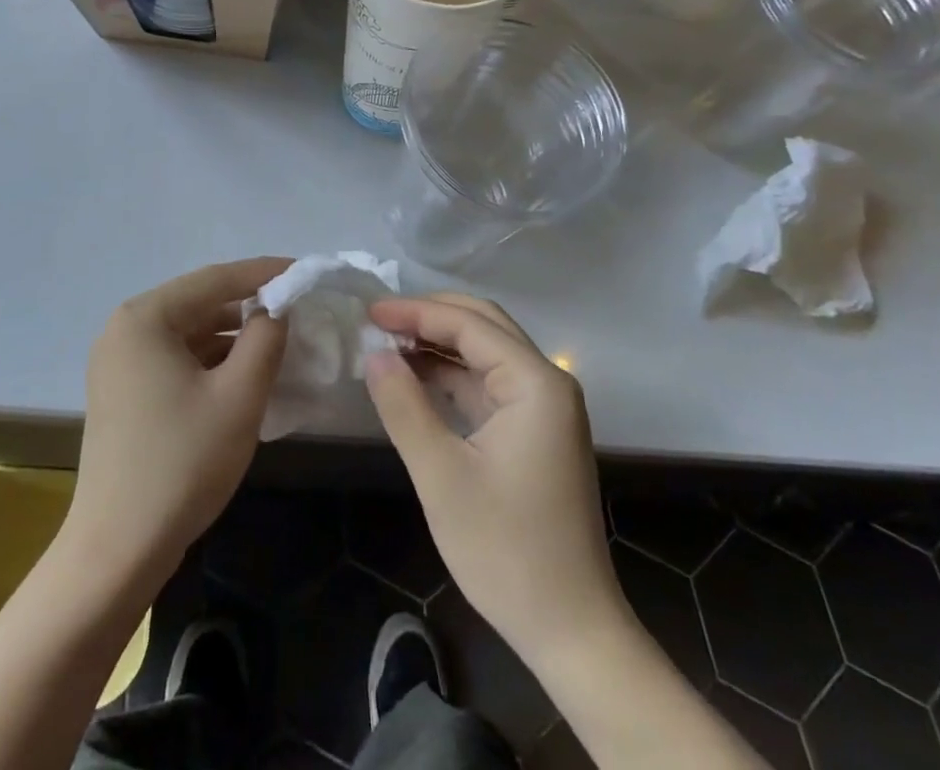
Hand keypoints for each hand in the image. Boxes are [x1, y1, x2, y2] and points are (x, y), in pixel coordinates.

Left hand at [67, 259, 290, 581]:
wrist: (117, 551)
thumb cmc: (182, 464)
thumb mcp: (239, 396)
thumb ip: (265, 338)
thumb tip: (276, 308)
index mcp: (145, 317)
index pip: (215, 279)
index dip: (264, 273)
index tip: (304, 271)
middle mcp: (125, 328)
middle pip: (199, 302)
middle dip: (249, 305)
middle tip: (296, 308)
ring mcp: (119, 361)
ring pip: (188, 332)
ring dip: (231, 335)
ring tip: (278, 340)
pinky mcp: (123, 391)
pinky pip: (175, 358)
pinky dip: (210, 360)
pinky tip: (243, 372)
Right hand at [364, 294, 625, 670]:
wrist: (570, 629)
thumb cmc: (506, 550)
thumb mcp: (441, 475)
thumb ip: (404, 405)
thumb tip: (374, 354)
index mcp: (536, 383)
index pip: (470, 324)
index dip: (416, 311)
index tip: (369, 310)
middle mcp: (547, 383)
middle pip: (484, 326)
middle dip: (430, 317)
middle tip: (378, 320)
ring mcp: (544, 408)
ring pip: (486, 353)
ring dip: (439, 344)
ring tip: (388, 345)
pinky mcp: (535, 432)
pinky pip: (489, 384)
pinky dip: (452, 375)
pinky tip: (416, 379)